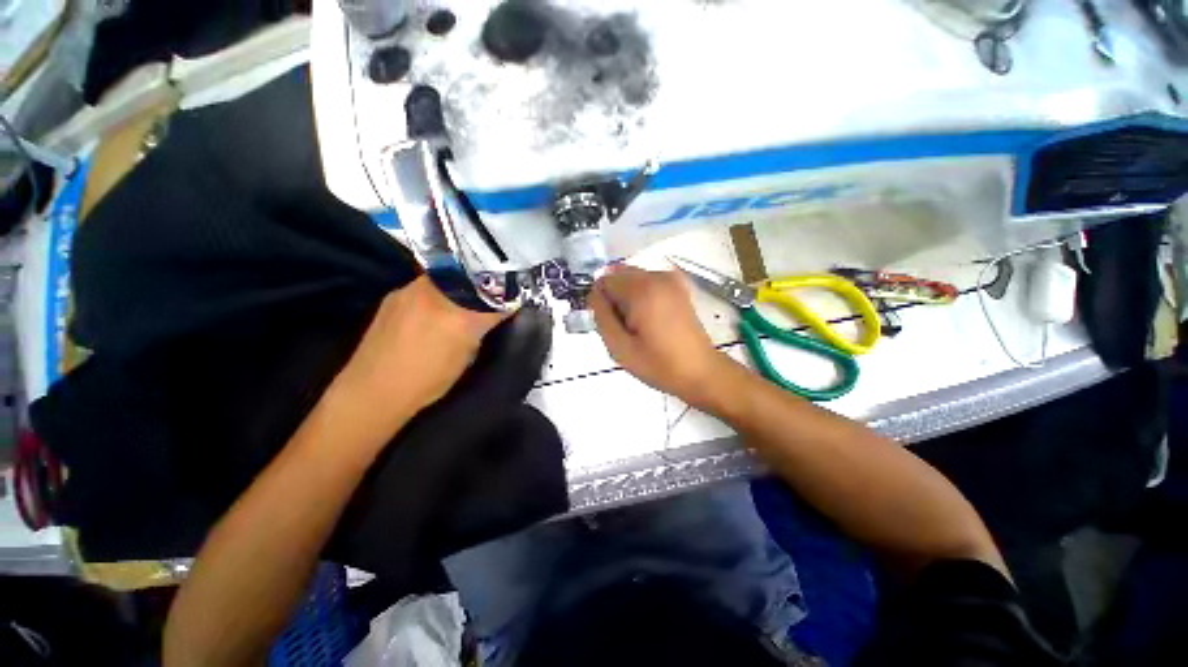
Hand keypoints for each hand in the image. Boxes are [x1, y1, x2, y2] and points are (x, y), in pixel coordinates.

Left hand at [333, 277, 506, 422]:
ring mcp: (409, 291)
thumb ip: (482, 328)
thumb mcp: (468, 357)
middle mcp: (434, 294)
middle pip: (471, 277)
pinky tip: (434, 312)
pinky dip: (438, 295)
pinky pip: (427, 286)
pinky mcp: (394, 294)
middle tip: (490, 299)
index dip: (507, 293)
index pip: (495, 293)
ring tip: (462, 306)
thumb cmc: (428, 382)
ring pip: (448, 279)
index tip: (512, 298)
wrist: (373, 390)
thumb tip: (494, 313)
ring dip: (461, 289)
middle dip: (484, 285)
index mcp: (458, 316)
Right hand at [590, 266, 736, 408]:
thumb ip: (601, 316)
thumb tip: (595, 295)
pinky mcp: (679, 286)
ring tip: (639, 324)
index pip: (604, 281)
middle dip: (614, 297)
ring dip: (628, 296)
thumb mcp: (619, 348)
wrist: (700, 371)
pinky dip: (642, 294)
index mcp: (641, 291)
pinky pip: (648, 281)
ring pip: (633, 277)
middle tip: (624, 326)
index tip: (610, 324)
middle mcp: (656, 277)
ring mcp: (670, 279)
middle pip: (618, 275)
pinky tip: (650, 316)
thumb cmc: (658, 364)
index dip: (601, 303)